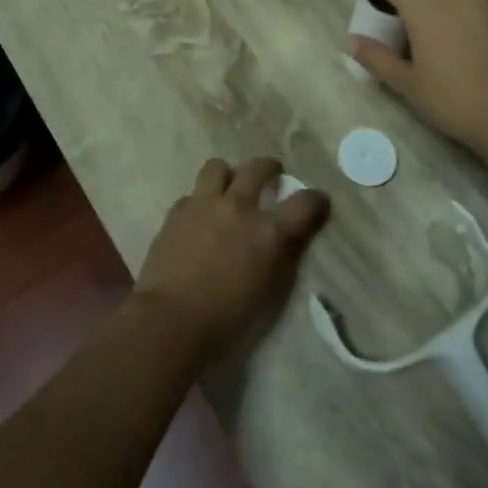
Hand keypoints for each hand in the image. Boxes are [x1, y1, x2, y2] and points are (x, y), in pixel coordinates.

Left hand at [134, 157, 328, 358]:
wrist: (169, 321)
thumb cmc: (225, 320)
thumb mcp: (267, 292)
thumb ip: (279, 258)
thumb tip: (286, 240)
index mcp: (268, 232)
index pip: (304, 203)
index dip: (316, 200)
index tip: (318, 202)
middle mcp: (238, 207)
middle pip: (258, 168)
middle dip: (269, 167)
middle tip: (271, 174)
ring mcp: (204, 204)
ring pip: (218, 167)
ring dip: (227, 175)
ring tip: (227, 188)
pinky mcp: (177, 211)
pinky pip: (192, 194)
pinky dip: (199, 201)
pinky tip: (197, 218)